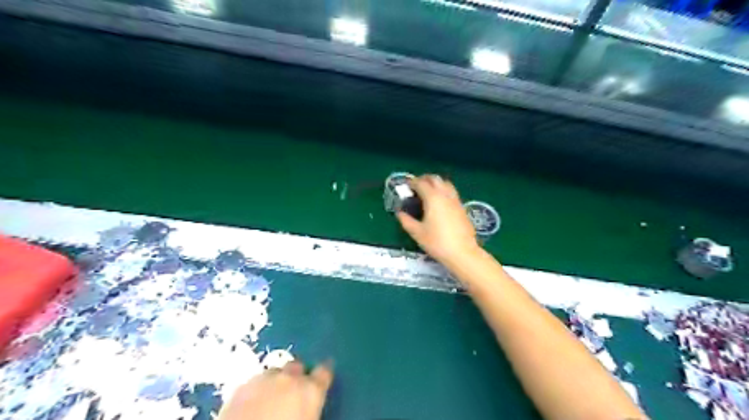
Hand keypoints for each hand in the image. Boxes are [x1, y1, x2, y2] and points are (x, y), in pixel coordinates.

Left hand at [217, 360, 332, 418]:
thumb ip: (312, 408)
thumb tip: (311, 406)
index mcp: (311, 390)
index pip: (325, 372)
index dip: (324, 373)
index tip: (324, 376)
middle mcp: (290, 378)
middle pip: (298, 366)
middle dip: (297, 375)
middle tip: (295, 391)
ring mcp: (264, 379)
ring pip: (275, 372)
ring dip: (277, 380)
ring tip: (273, 397)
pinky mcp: (241, 387)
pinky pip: (254, 382)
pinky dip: (257, 389)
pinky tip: (254, 402)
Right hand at [397, 174, 479, 264]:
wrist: (462, 252)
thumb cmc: (437, 242)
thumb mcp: (417, 233)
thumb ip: (406, 221)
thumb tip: (400, 213)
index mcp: (433, 198)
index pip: (421, 183)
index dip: (412, 183)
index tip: (406, 186)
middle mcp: (445, 195)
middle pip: (435, 179)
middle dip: (425, 179)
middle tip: (416, 186)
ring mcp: (456, 201)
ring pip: (446, 184)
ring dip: (436, 183)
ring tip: (428, 191)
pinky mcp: (462, 208)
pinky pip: (451, 192)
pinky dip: (443, 191)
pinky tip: (439, 202)